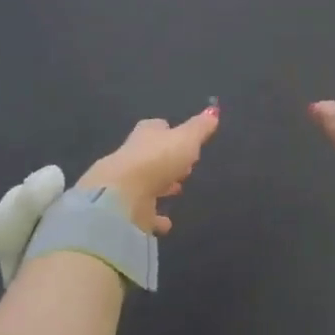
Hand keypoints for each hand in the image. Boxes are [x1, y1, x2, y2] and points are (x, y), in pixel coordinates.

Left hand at [77, 106, 220, 233]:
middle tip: (186, 169)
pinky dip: (155, 217)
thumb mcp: (186, 139)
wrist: (121, 196)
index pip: (159, 127)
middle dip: (168, 161)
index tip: (187, 142)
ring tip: (177, 191)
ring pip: (148, 181)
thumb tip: (213, 111)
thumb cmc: (157, 160)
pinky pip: (145, 211)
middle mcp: (133, 154)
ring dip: (161, 186)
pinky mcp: (126, 208)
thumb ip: (200, 128)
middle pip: (153, 154)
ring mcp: (128, 182)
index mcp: (146, 134)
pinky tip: (166, 224)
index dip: (172, 133)